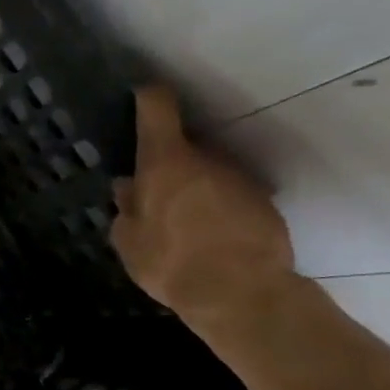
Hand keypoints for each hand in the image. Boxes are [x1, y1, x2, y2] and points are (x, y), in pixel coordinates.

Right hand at [110, 84, 298, 330]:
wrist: (241, 293)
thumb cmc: (171, 262)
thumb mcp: (129, 242)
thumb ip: (126, 210)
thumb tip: (128, 188)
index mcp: (165, 162)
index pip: (157, 108)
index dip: (147, 98)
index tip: (140, 96)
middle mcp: (206, 159)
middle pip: (184, 146)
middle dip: (169, 164)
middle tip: (155, 196)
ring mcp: (239, 178)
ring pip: (209, 173)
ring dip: (196, 188)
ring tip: (186, 224)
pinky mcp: (264, 202)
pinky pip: (231, 196)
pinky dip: (219, 209)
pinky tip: (211, 238)